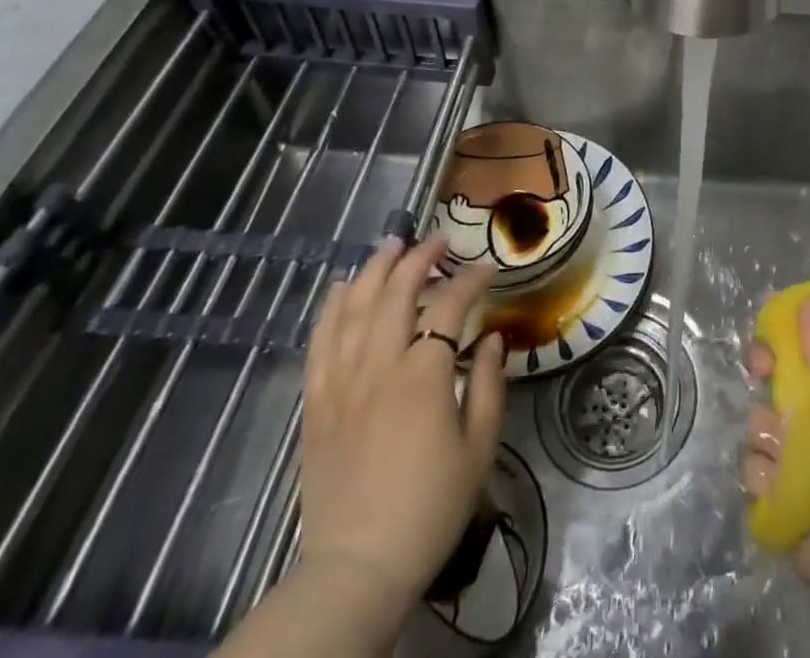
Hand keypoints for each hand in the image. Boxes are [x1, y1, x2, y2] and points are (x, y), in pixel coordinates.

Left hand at [299, 234, 505, 642]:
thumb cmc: (430, 507)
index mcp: (424, 374)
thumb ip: (488, 384)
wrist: (358, 566)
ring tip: (391, 245)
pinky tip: (342, 288)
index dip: (472, 280)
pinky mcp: (316, 403)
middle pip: (396, 291)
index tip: (489, 270)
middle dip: (420, 258)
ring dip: (374, 270)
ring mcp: (342, 382)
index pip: (450, 305)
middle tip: (439, 242)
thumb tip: (494, 339)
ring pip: (355, 307)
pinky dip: (332, 309)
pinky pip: (319, 343)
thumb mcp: (479, 447)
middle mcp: (380, 366)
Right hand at [742, 299, 809, 604]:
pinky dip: (767, 476)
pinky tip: (786, 489)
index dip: (782, 336)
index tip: (766, 320)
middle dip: (764, 371)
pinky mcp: (776, 496)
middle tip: (762, 370)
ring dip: (770, 434)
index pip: (802, 353)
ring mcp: (793, 460)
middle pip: (772, 382)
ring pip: (759, 424)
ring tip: (792, 455)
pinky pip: (753, 468)